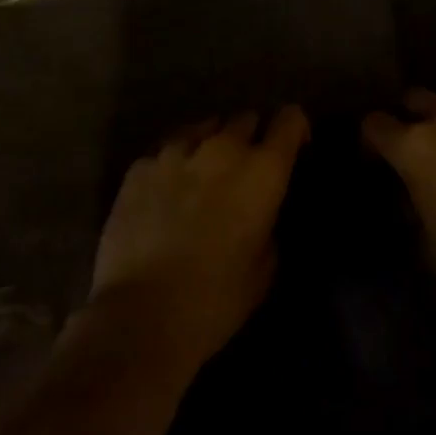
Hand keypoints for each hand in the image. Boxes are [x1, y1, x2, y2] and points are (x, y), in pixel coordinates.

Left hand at [89, 107, 308, 365]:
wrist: (141, 316)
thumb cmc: (216, 300)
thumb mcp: (265, 267)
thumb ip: (268, 224)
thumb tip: (259, 213)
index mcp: (263, 170)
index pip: (290, 119)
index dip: (295, 130)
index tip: (293, 150)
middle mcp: (223, 148)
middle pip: (246, 118)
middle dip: (251, 138)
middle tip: (244, 171)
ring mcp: (177, 151)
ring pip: (204, 126)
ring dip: (212, 144)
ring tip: (204, 174)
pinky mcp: (139, 165)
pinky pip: (167, 149)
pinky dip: (175, 162)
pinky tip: (167, 190)